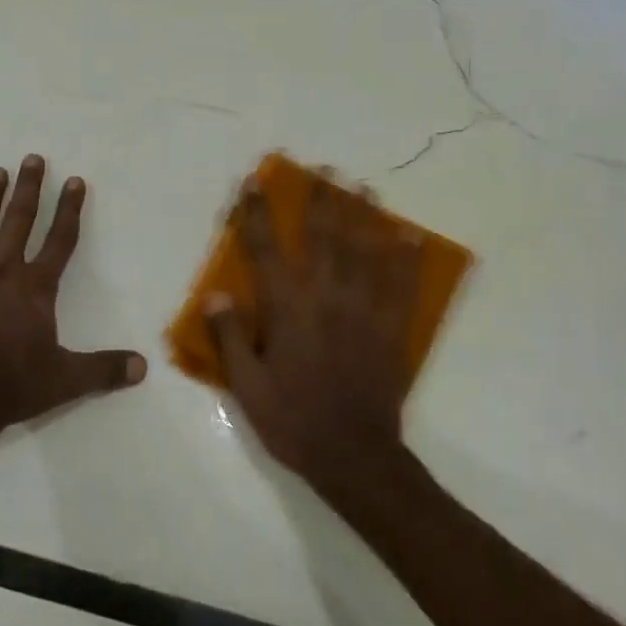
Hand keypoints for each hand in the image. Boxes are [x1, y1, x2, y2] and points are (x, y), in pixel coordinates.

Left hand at [0, 154, 144, 441]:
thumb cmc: (11, 386)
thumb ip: (104, 370)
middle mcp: (2, 273)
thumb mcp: (65, 380)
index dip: (70, 209)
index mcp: (35, 288)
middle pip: (19, 222)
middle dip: (28, 189)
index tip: (75, 180)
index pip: (60, 239)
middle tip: (32, 158)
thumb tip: (143, 367)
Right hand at [206, 177, 422, 496]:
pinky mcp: (392, 329)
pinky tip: (410, 234)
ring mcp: (364, 310)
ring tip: (362, 187)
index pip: (266, 249)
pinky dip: (406, 257)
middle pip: (322, 237)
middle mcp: (325, 298)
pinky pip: (402, 284)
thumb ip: (230, 338)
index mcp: (287, 309)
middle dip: (319, 199)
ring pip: (364, 251)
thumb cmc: (293, 420)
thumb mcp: (247, 387)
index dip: (257, 213)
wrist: (355, 457)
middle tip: (322, 169)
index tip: (253, 182)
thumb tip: (216, 294)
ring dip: (362, 216)